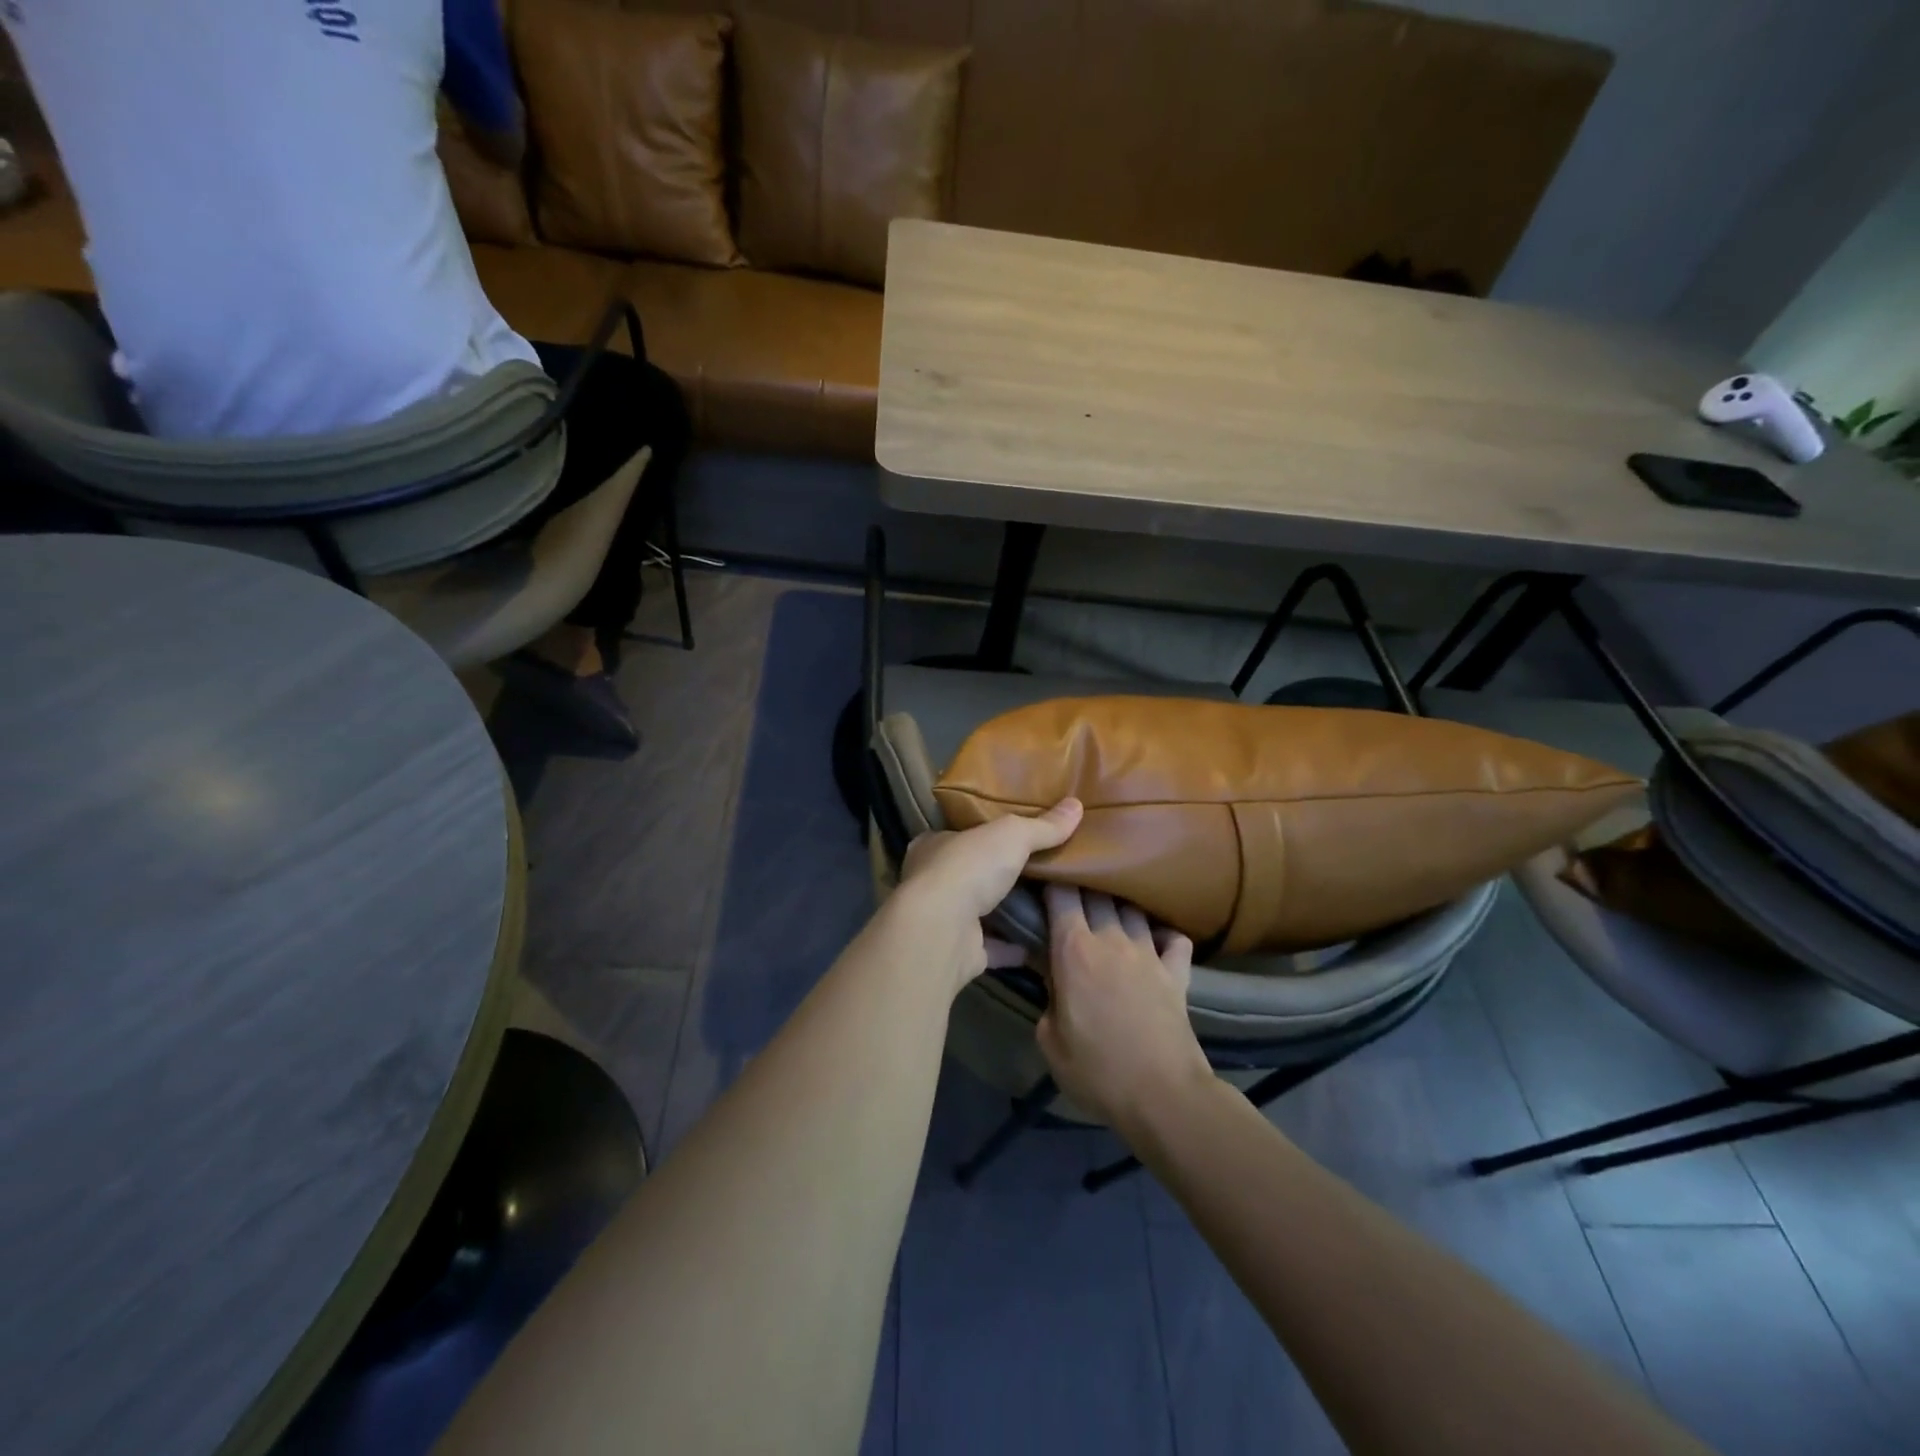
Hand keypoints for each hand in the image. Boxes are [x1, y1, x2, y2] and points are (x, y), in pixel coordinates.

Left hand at [896, 799, 1082, 992]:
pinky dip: (1013, 947)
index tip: (1012, 836)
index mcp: (934, 846)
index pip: (959, 834)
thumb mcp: (1012, 835)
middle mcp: (933, 881)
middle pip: (970, 874)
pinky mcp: (960, 951)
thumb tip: (1076, 805)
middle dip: (998, 874)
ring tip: (1046, 905)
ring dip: (1007, 911)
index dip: (983, 834)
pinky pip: (993, 947)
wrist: (942, 930)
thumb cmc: (969, 868)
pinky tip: (1041, 942)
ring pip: (980, 912)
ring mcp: (945, 919)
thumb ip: (1042, 826)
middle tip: (1039, 871)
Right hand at [1036, 886, 1209, 1134]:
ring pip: (1132, 909)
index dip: (1052, 882)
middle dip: (1083, 887)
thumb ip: (1046, 999)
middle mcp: (1111, 939)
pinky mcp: (1177, 971)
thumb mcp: (1050, 1040)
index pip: (1061, 894)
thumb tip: (1051, 979)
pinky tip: (1156, 941)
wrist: (1163, 1095)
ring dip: (1119, 907)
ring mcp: (1149, 952)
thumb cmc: (1097, 1070)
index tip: (1044, 883)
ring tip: (1110, 913)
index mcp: (1074, 950)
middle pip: (1097, 893)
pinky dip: (1164, 934)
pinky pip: (1174, 938)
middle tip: (1072, 897)